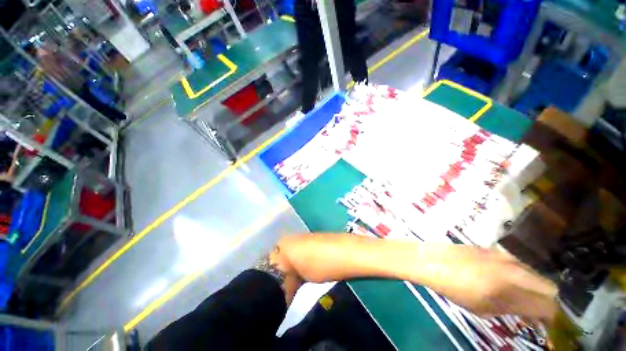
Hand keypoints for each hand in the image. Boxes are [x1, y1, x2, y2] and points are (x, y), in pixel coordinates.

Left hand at [426, 246, 557, 322]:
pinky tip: (504, 280)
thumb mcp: (483, 309)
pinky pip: (518, 264)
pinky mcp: (495, 249)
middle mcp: (514, 270)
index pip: (548, 306)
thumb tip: (529, 314)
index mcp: (511, 290)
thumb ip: (511, 311)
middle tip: (533, 310)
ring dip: (533, 287)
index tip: (543, 323)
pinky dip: (520, 275)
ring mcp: (505, 257)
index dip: (550, 318)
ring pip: (535, 274)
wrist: (433, 261)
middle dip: (546, 301)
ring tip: (518, 295)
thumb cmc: (454, 289)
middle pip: (550, 287)